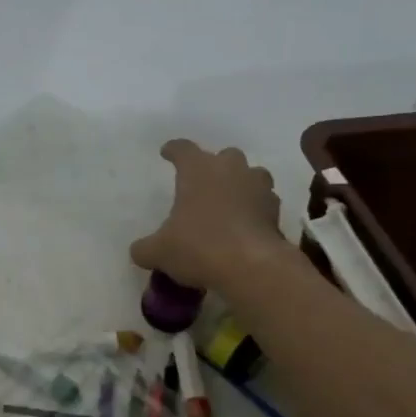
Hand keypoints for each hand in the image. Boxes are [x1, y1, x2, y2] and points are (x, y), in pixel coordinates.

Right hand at [129, 139, 299, 292]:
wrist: (251, 267)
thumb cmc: (198, 246)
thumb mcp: (159, 251)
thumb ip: (146, 248)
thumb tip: (139, 251)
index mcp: (198, 170)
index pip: (183, 149)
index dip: (173, 150)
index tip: (167, 152)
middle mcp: (231, 170)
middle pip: (225, 156)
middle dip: (215, 165)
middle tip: (204, 181)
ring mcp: (258, 189)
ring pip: (252, 175)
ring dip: (241, 183)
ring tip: (230, 201)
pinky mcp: (276, 212)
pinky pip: (264, 202)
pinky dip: (256, 209)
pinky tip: (246, 224)